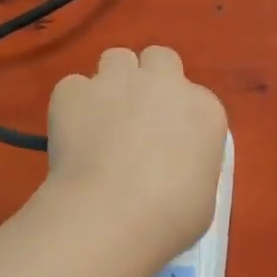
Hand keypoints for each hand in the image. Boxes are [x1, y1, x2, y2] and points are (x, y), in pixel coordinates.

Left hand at [44, 46, 228, 259]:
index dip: (180, 117)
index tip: (171, 143)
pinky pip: (74, 87)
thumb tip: (175, 168)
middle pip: (159, 58)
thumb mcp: (204, 195)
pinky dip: (74, 106)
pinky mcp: (73, 92)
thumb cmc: (171, 218)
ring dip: (113, 82)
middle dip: (150, 78)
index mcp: (204, 111)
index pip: (196, 97)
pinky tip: (72, 136)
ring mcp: (116, 82)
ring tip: (103, 120)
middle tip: (139, 117)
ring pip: (116, 58)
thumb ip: (193, 166)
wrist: (112, 216)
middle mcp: (164, 84)